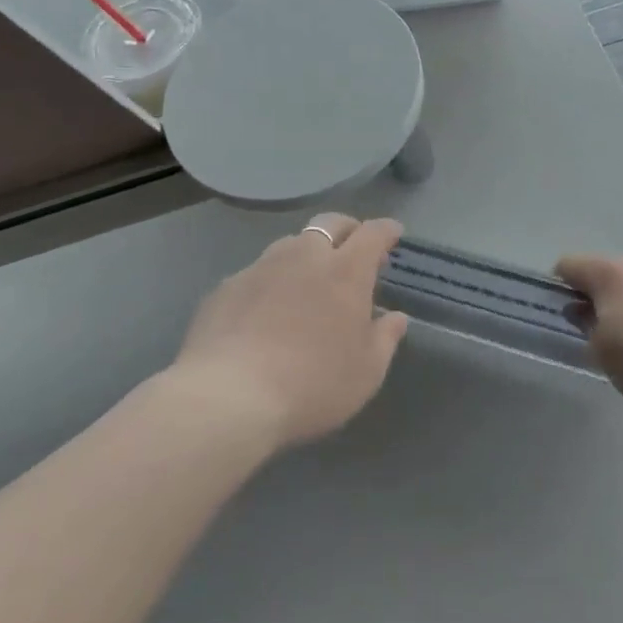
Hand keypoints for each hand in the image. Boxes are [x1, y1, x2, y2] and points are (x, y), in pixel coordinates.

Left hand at [176, 214, 409, 449]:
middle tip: (353, 249)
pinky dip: (271, 281)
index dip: (386, 230)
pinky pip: (257, 272)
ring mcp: (261, 267)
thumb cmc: (312, 385)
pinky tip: (265, 310)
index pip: (372, 233)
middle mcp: (304, 256)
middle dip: (347, 229)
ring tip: (307, 280)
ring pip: (290, 243)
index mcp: (345, 271)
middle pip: (330, 223)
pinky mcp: (227, 286)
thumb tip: (396, 317)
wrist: (228, 398)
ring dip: (306, 253)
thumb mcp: (366, 372)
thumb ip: (385, 338)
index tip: (393, 234)